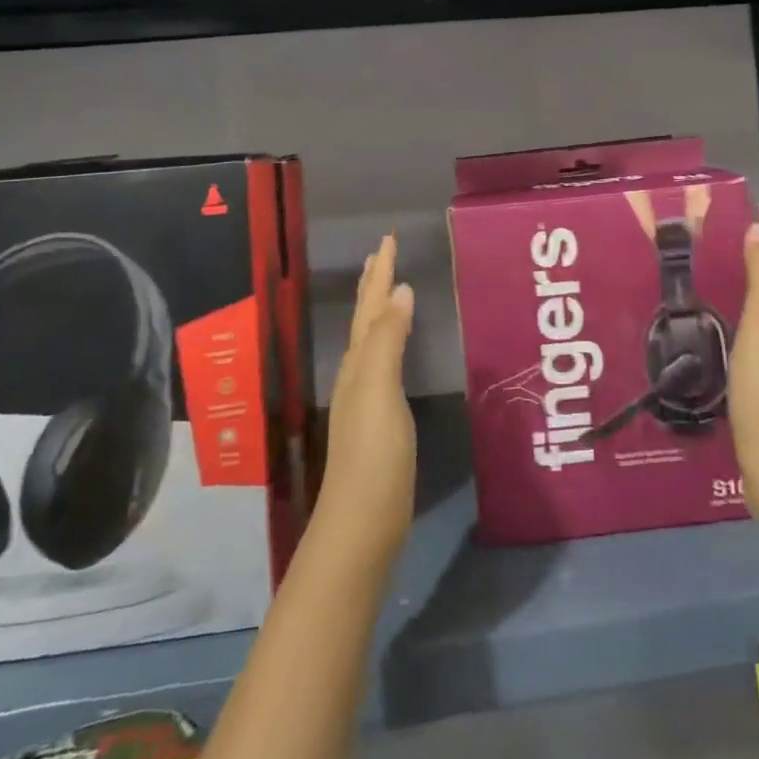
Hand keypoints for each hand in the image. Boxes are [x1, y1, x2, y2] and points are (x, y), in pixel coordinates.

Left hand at [314, 234, 416, 563]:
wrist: (363, 521)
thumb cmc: (373, 453)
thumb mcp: (380, 389)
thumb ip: (388, 339)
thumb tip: (400, 289)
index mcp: (359, 362)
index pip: (371, 305)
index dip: (380, 272)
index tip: (387, 238)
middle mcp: (358, 373)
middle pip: (366, 318)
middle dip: (374, 283)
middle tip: (384, 252)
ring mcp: (367, 397)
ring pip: (372, 338)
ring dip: (379, 308)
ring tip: (389, 288)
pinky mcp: (379, 419)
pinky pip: (384, 362)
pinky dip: (390, 340)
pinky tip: (395, 348)